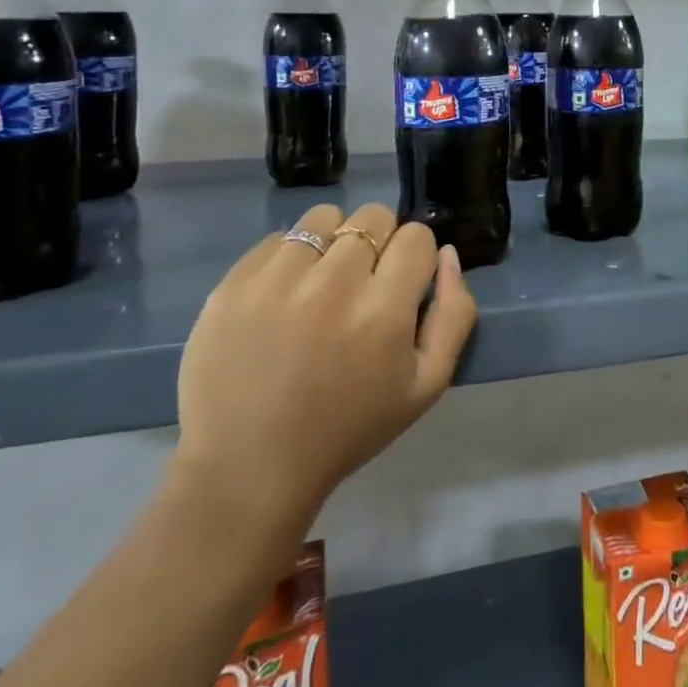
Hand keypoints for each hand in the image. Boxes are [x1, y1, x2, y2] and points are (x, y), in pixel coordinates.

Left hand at [169, 203, 477, 544]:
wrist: (249, 469)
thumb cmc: (349, 429)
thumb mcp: (427, 385)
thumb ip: (454, 314)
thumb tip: (446, 255)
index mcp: (384, 309)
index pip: (416, 236)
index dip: (414, 257)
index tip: (401, 284)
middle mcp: (333, 283)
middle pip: (373, 217)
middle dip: (378, 242)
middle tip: (363, 283)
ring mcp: (277, 280)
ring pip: (324, 217)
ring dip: (333, 241)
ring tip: (321, 281)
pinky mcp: (233, 285)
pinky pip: (276, 238)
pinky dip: (288, 258)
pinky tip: (284, 296)